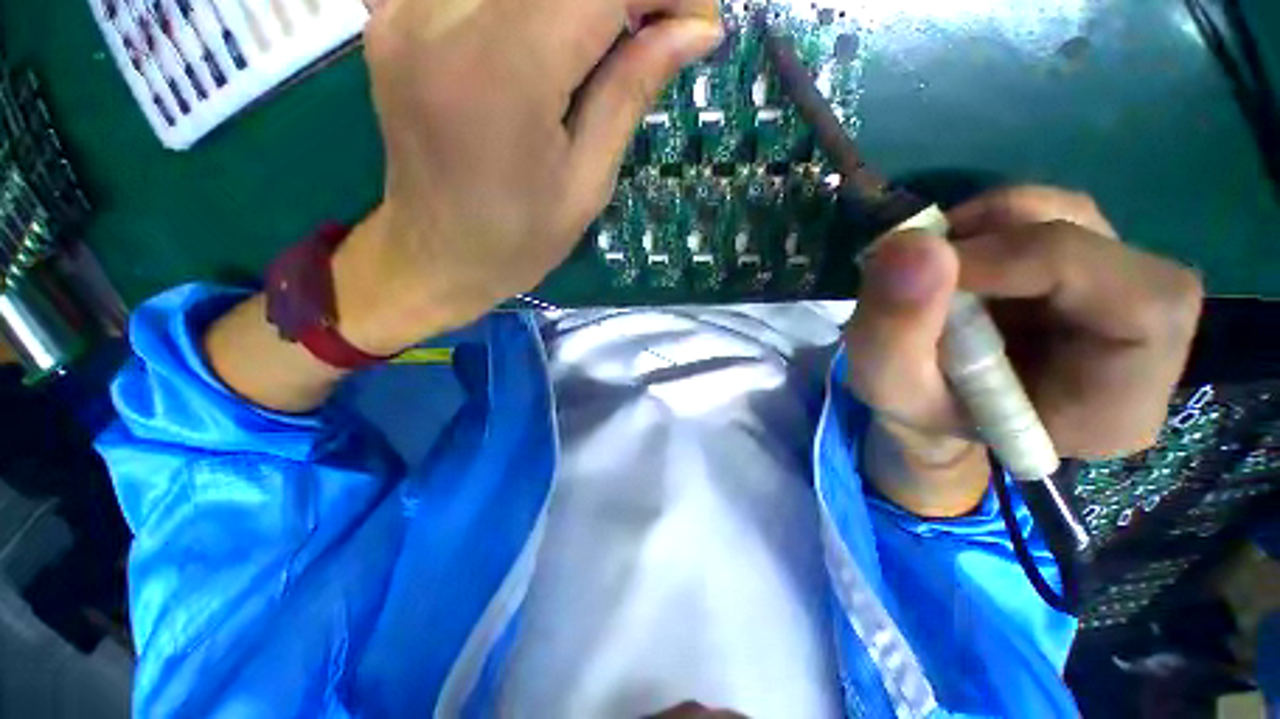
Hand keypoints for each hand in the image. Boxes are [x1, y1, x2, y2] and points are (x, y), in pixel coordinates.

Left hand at [206, 0, 720, 412]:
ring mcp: (409, 3)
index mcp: (503, 72)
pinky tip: (569, 31)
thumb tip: (694, 24)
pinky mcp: (398, 8)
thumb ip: (632, 85)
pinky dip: (544, 0)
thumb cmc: (515, 243)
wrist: (424, 262)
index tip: (696, 11)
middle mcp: (444, 14)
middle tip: (667, 18)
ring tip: (626, 29)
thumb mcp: (587, 179)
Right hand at [845, 186, 1203, 516]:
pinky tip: (949, 261)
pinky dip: (991, 224)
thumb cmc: (911, 415)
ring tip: (929, 265)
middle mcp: (1140, 343)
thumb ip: (893, 327)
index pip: (1137, 302)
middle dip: (1016, 236)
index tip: (936, 269)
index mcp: (1119, 402)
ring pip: (1080, 219)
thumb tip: (906, 244)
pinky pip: (1050, 219)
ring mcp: (1108, 298)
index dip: (1039, 262)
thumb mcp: (884, 386)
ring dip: (996, 226)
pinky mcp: (1074, 272)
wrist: (925, 409)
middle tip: (926, 261)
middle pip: (1114, 248)